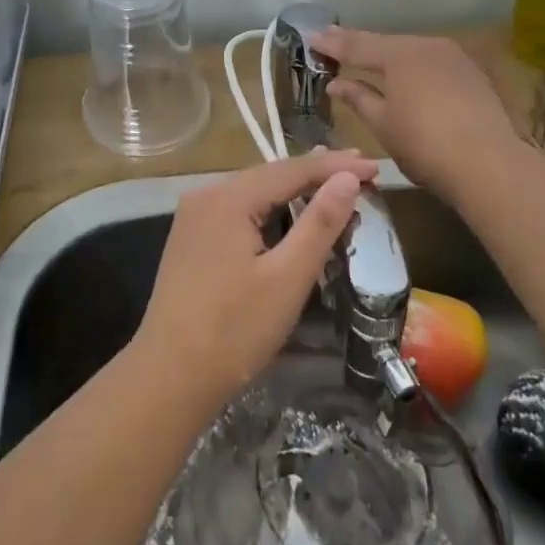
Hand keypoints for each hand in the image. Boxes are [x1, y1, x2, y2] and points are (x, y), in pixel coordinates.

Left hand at [135, 148, 377, 407]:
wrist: (168, 378)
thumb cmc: (234, 330)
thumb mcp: (287, 278)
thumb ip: (320, 223)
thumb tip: (348, 178)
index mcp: (228, 198)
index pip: (292, 170)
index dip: (336, 167)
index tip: (375, 166)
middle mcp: (206, 195)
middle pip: (271, 175)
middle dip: (317, 173)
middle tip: (361, 170)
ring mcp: (194, 217)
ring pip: (254, 192)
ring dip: (294, 189)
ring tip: (332, 181)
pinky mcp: (191, 239)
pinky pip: (239, 210)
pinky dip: (270, 208)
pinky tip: (288, 211)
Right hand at [310, 27, 528, 205]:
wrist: (490, 163)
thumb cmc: (424, 145)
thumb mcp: (382, 124)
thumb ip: (357, 98)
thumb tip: (336, 83)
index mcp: (398, 55)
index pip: (356, 45)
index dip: (332, 44)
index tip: (312, 38)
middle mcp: (426, 46)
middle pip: (385, 43)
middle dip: (360, 45)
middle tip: (335, 42)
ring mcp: (453, 57)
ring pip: (411, 51)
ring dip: (388, 55)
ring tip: (369, 58)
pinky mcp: (472, 74)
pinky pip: (432, 63)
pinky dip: (413, 67)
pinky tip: (408, 76)